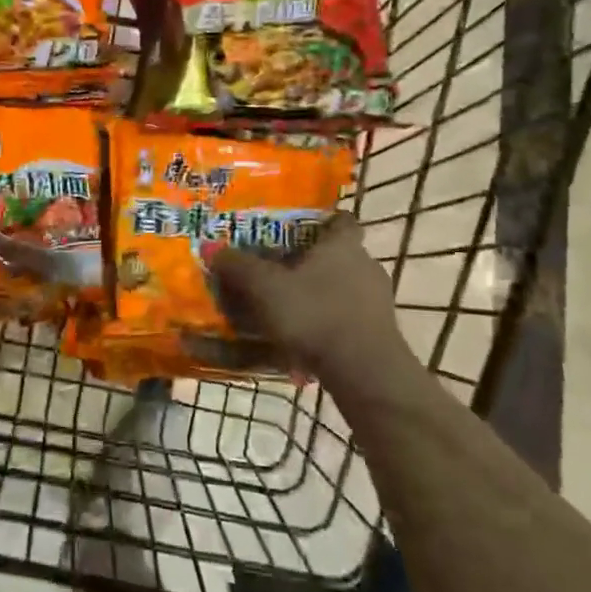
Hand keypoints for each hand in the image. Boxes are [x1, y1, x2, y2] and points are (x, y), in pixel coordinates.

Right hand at [210, 215, 421, 400]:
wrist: (364, 371)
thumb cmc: (314, 313)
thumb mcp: (265, 288)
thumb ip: (238, 266)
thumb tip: (210, 247)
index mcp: (342, 245)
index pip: (341, 220)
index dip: (322, 221)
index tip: (299, 229)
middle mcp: (365, 265)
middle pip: (339, 255)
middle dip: (312, 261)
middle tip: (280, 270)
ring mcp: (377, 301)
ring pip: (344, 287)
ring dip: (320, 294)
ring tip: (288, 307)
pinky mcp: (380, 332)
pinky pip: (348, 317)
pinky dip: (328, 321)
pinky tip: (305, 337)